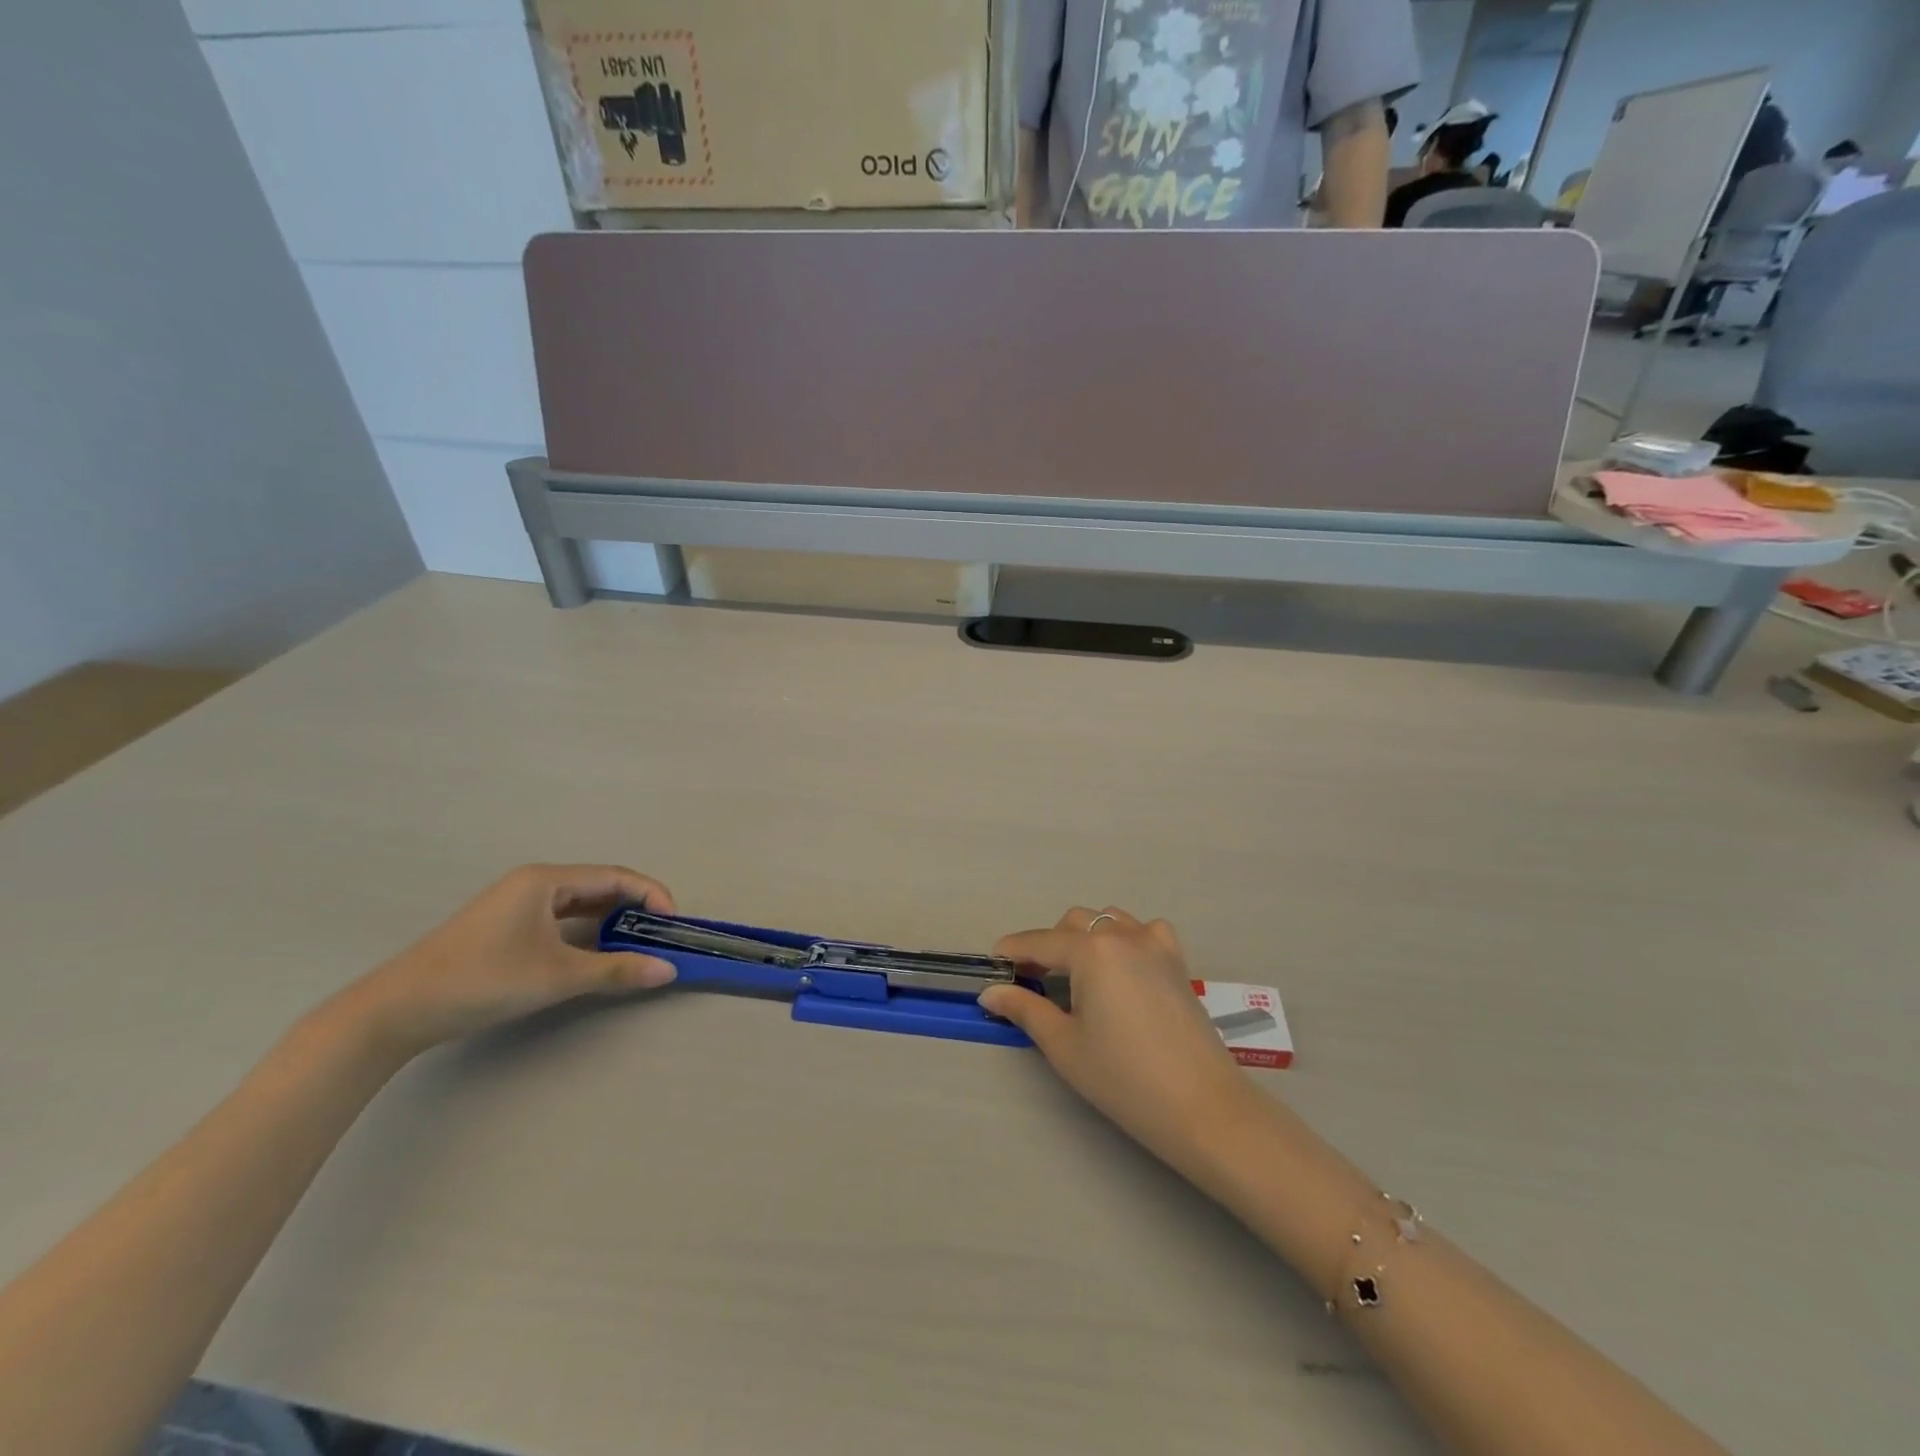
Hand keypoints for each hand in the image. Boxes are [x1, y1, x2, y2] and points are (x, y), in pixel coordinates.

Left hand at [338, 864, 677, 1059]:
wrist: (397, 1010)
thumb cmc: (483, 979)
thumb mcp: (557, 976)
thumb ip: (617, 970)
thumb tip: (668, 970)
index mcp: (547, 880)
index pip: (616, 877)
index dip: (651, 895)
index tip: (673, 923)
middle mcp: (534, 883)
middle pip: (600, 886)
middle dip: (635, 908)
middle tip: (660, 936)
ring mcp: (517, 904)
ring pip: (580, 904)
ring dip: (611, 922)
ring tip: (636, 946)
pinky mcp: (506, 927)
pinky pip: (561, 920)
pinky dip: (587, 932)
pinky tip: (596, 953)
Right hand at [981, 908, 1260, 1170]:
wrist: (1201, 1107)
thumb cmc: (1123, 1078)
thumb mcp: (1063, 1045)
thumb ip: (1024, 1009)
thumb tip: (990, 993)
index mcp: (1090, 951)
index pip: (1039, 942)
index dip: (1012, 951)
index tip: (993, 963)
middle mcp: (1122, 935)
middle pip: (1073, 923)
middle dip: (1048, 945)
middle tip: (1034, 981)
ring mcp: (1155, 944)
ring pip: (1109, 920)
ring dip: (1086, 937)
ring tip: (1077, 975)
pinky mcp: (1177, 961)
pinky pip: (1144, 931)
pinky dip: (1126, 938)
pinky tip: (1123, 968)